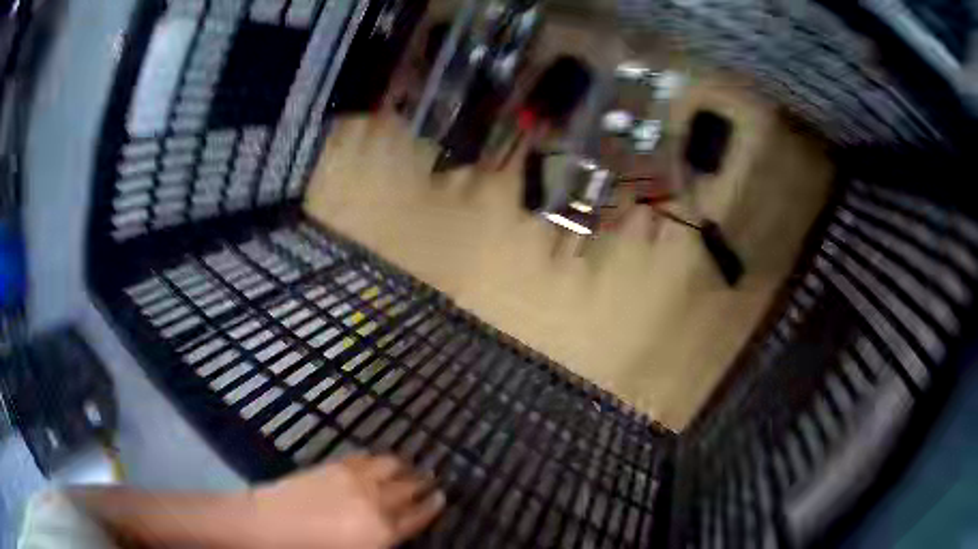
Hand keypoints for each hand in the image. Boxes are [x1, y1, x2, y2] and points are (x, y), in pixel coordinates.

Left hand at [247, 454, 445, 548]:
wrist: (272, 526)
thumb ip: (383, 541)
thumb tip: (394, 533)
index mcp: (384, 531)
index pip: (418, 515)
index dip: (433, 506)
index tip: (442, 497)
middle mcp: (377, 501)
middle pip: (408, 488)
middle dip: (423, 483)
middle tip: (432, 479)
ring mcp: (355, 479)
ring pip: (390, 466)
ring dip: (403, 467)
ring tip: (408, 467)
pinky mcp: (335, 466)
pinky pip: (364, 457)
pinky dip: (377, 458)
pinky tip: (377, 460)